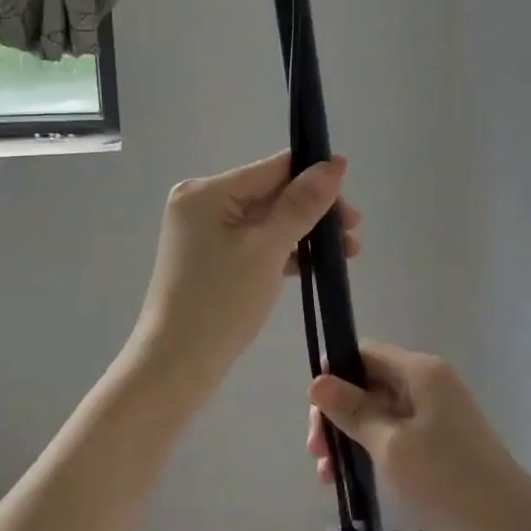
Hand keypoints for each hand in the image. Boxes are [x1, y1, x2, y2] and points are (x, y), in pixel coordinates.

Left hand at [129, 151, 359, 385]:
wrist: (175, 366)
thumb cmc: (220, 302)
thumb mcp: (266, 249)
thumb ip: (301, 205)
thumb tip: (334, 164)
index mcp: (206, 192)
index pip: (272, 169)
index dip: (314, 175)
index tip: (352, 192)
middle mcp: (202, 203)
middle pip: (271, 193)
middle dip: (314, 209)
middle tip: (354, 232)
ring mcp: (205, 233)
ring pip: (267, 220)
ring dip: (305, 232)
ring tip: (348, 251)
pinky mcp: (212, 260)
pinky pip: (256, 243)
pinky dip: (284, 251)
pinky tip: (317, 264)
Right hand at [308, 342, 530, 530]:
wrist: (515, 530)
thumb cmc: (449, 481)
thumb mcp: (391, 446)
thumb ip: (352, 411)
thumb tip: (317, 381)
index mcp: (420, 371)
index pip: (363, 354)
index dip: (334, 377)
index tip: (314, 415)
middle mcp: (428, 381)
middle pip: (368, 382)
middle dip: (337, 413)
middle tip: (316, 454)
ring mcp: (436, 411)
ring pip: (378, 410)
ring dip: (349, 436)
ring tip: (328, 475)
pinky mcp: (440, 439)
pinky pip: (395, 431)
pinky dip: (371, 448)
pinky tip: (352, 476)